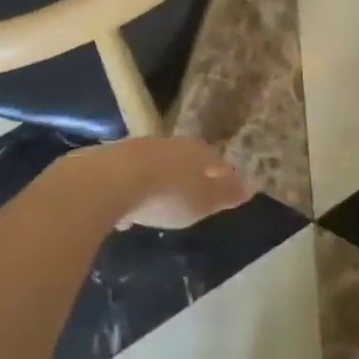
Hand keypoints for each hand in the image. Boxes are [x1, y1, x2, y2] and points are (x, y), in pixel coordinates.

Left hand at [64, 138, 253, 229]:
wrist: (108, 182)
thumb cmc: (167, 194)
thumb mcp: (203, 201)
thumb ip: (225, 194)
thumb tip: (251, 186)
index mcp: (194, 151)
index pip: (215, 160)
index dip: (222, 175)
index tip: (226, 189)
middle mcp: (167, 144)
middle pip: (183, 159)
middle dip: (188, 176)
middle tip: (192, 196)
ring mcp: (136, 150)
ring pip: (154, 166)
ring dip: (157, 184)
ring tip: (158, 206)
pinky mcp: (109, 162)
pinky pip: (127, 179)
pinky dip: (131, 194)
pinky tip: (126, 214)